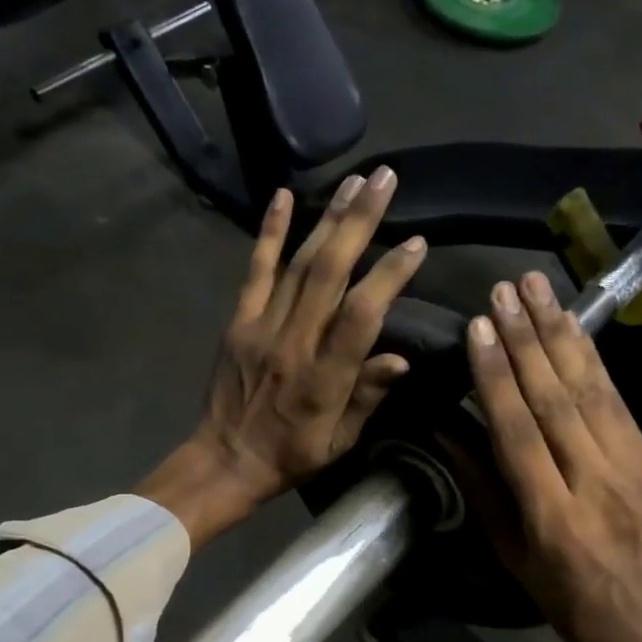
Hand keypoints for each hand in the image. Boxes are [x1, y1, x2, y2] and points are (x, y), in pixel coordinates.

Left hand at [139, 168, 426, 546]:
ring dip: (328, 218)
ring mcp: (262, 327)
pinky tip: (283, 196)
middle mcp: (294, 343)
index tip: (417, 242)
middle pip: (329, 272)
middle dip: (360, 222)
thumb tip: (401, 358)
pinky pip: (256, 271)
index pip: (362, 315)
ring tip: (355, 180)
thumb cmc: (291, 456)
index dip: (389, 276)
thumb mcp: (339, 442)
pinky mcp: (239, 321)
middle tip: (385, 180)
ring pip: (299, 264)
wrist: (224, 461)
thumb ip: (367, 397)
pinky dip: (270, 233)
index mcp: (324, 378)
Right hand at [463, 271, 641, 641]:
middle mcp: (596, 482)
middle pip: (556, 399)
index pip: (519, 433)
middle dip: (525, 338)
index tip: (477, 329)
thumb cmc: (569, 601)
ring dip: (560, 332)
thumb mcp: (512, 557)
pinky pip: (616, 397)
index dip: (496, 377)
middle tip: (502, 290)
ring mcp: (632, 464)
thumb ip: (481, 489)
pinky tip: (571, 324)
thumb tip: (445, 430)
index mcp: (554, 518)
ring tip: (535, 287)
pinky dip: (590, 356)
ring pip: (590, 388)